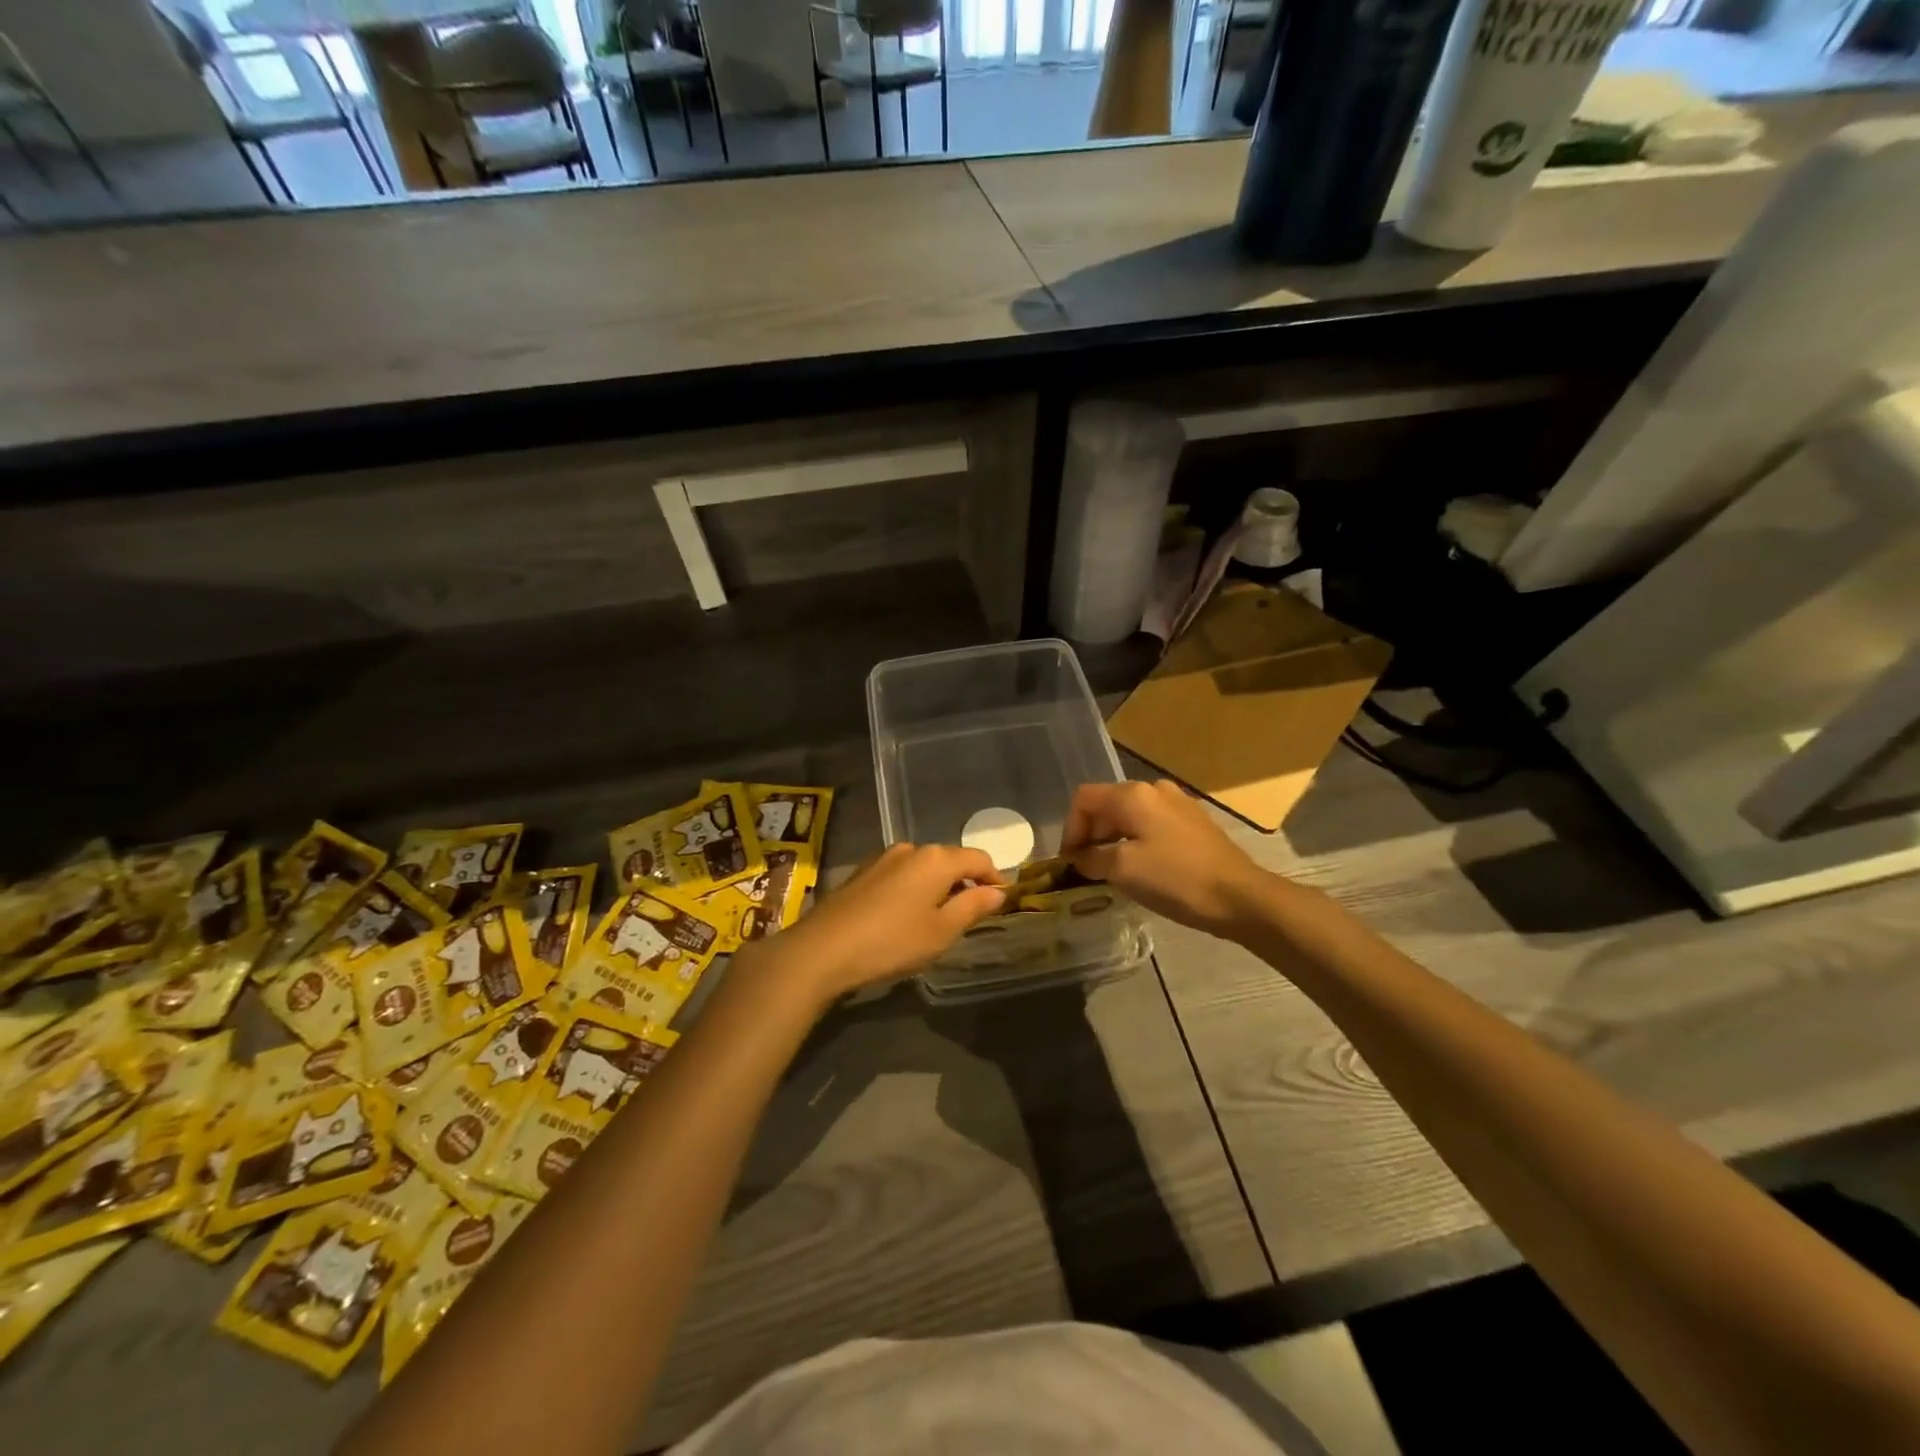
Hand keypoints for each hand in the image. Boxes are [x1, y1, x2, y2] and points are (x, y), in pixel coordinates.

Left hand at [761, 844, 1006, 998]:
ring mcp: (883, 858)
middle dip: (965, 882)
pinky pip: (900, 874)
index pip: (978, 858)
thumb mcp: (941, 931)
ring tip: (938, 918)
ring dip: (937, 886)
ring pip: (923, 867)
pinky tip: (906, 915)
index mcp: (936, 859)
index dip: (995, 878)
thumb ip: (972, 907)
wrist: (823, 949)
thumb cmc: (892, 941)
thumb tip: (997, 891)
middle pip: (950, 860)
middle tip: (972, 913)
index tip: (1003, 901)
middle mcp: (911, 849)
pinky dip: (913, 889)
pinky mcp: (862, 872)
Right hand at [1061, 780, 1270, 937]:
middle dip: (1091, 835)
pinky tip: (1142, 869)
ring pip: (1130, 816)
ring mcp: (1177, 804)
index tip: (1070, 862)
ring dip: (1113, 840)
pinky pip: (1152, 825)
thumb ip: (1092, 858)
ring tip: (1111, 872)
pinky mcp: (1193, 822)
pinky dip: (1137, 842)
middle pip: (1107, 805)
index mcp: (1133, 795)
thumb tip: (1080, 858)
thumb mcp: (1123, 870)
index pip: (1084, 799)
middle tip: (1087, 869)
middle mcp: (1154, 790)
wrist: (1241, 897)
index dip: (1070, 829)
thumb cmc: (1176, 879)